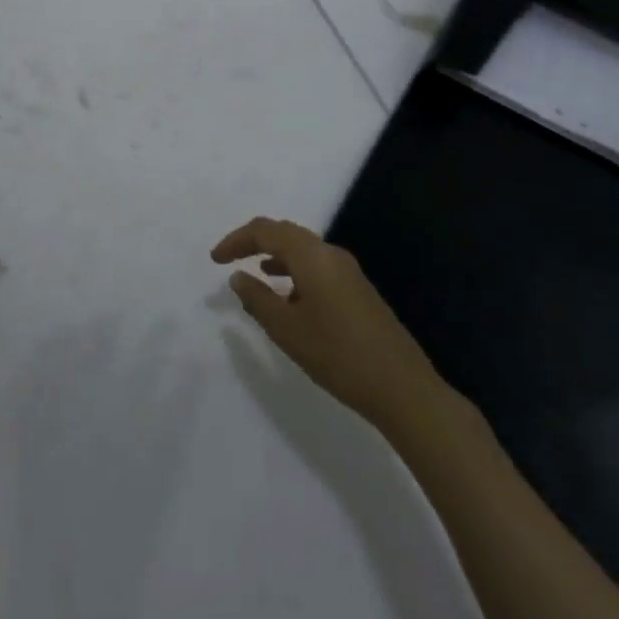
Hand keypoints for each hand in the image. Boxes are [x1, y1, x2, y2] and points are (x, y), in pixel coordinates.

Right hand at [212, 216, 450, 430]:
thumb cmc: (338, 355)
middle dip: (255, 242)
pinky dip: (295, 272)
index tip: (215, 259)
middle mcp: (330, 253)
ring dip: (276, 257)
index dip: (236, 240)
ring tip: (256, 276)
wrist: (403, 388)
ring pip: (303, 250)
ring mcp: (348, 271)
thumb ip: (257, 299)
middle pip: (285, 233)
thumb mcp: (287, 331)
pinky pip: (317, 266)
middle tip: (231, 259)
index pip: (265, 230)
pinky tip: (290, 298)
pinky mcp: (358, 290)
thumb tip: (238, 276)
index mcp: (311, 255)